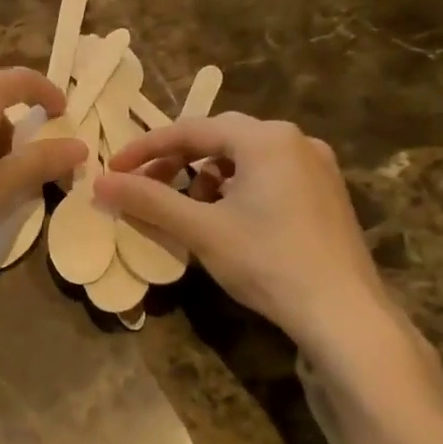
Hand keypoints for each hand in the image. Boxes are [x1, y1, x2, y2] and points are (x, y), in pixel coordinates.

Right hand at [94, 114, 395, 363]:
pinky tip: (229, 219)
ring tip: (189, 208)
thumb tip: (99, 184)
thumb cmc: (267, 261)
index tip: (113, 170)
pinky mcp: (325, 193)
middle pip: (219, 139)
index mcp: (266, 139)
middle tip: (144, 186)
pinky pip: (268, 174)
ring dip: (206, 175)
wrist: (343, 313)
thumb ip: (148, 201)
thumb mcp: (200, 229)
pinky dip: (236, 188)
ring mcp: (317, 166)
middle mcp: (295, 140)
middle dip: (176, 161)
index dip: (145, 149)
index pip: (190, 130)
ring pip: (244, 157)